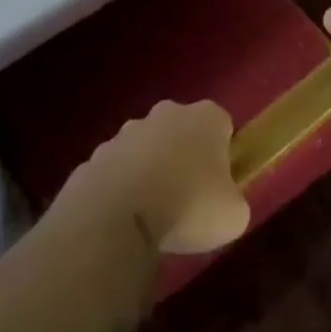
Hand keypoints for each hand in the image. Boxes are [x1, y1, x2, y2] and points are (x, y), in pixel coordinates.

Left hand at [52, 100, 250, 253]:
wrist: (116, 218)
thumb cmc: (188, 207)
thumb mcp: (233, 215)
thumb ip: (235, 201)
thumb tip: (225, 203)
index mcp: (205, 117)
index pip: (222, 126)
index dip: (224, 154)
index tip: (220, 184)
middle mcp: (166, 113)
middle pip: (181, 131)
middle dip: (184, 155)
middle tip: (188, 196)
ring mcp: (125, 132)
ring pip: (145, 148)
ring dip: (150, 170)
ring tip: (152, 213)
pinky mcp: (95, 156)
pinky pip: (116, 171)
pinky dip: (120, 188)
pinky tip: (123, 218)